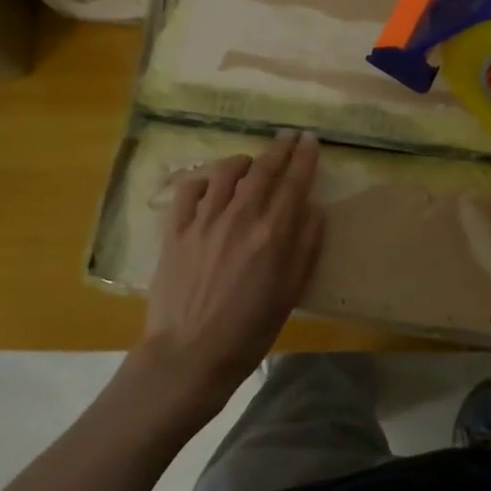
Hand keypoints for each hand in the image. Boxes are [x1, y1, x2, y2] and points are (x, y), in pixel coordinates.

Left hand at [133, 130, 325, 416]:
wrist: (189, 354)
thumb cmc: (248, 331)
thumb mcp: (290, 294)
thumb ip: (306, 247)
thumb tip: (314, 208)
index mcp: (272, 234)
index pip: (294, 182)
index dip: (305, 157)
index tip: (311, 140)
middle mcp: (239, 217)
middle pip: (262, 169)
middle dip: (279, 148)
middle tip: (288, 136)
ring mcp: (203, 220)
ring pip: (225, 171)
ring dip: (243, 161)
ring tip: (250, 163)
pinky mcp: (175, 230)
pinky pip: (189, 189)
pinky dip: (204, 179)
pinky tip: (211, 184)